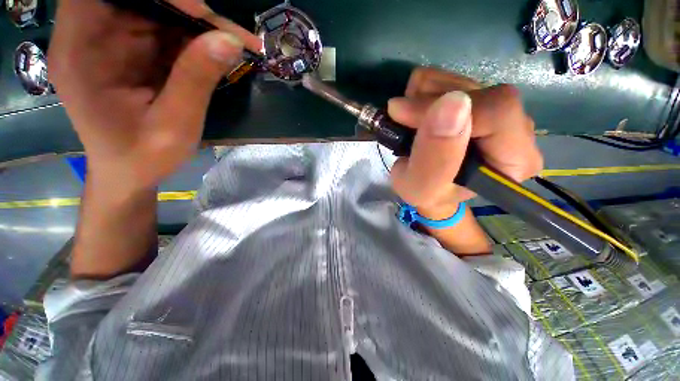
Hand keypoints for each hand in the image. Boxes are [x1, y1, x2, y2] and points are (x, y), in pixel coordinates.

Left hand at [49, 0, 261, 191]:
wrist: (130, 173)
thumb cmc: (142, 157)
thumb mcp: (173, 126)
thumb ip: (195, 81)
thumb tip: (229, 40)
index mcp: (80, 51)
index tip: (199, 12)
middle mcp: (91, 36)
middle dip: (185, 8)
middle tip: (229, 33)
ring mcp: (114, 41)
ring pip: (156, 10)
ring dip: (197, 24)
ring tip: (235, 43)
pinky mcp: (133, 50)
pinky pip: (165, 30)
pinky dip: (195, 38)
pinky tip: (220, 52)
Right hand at [387, 67, 543, 219]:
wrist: (427, 185)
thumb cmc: (426, 193)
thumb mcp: (421, 188)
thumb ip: (434, 160)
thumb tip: (450, 105)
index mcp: (515, 159)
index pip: (497, 111)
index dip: (445, 108)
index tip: (403, 116)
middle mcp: (519, 129)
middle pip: (479, 91)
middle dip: (429, 103)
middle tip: (402, 122)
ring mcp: (499, 109)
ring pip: (461, 79)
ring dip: (423, 97)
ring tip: (409, 125)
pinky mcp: (480, 97)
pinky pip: (450, 76)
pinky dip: (423, 90)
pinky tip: (417, 113)